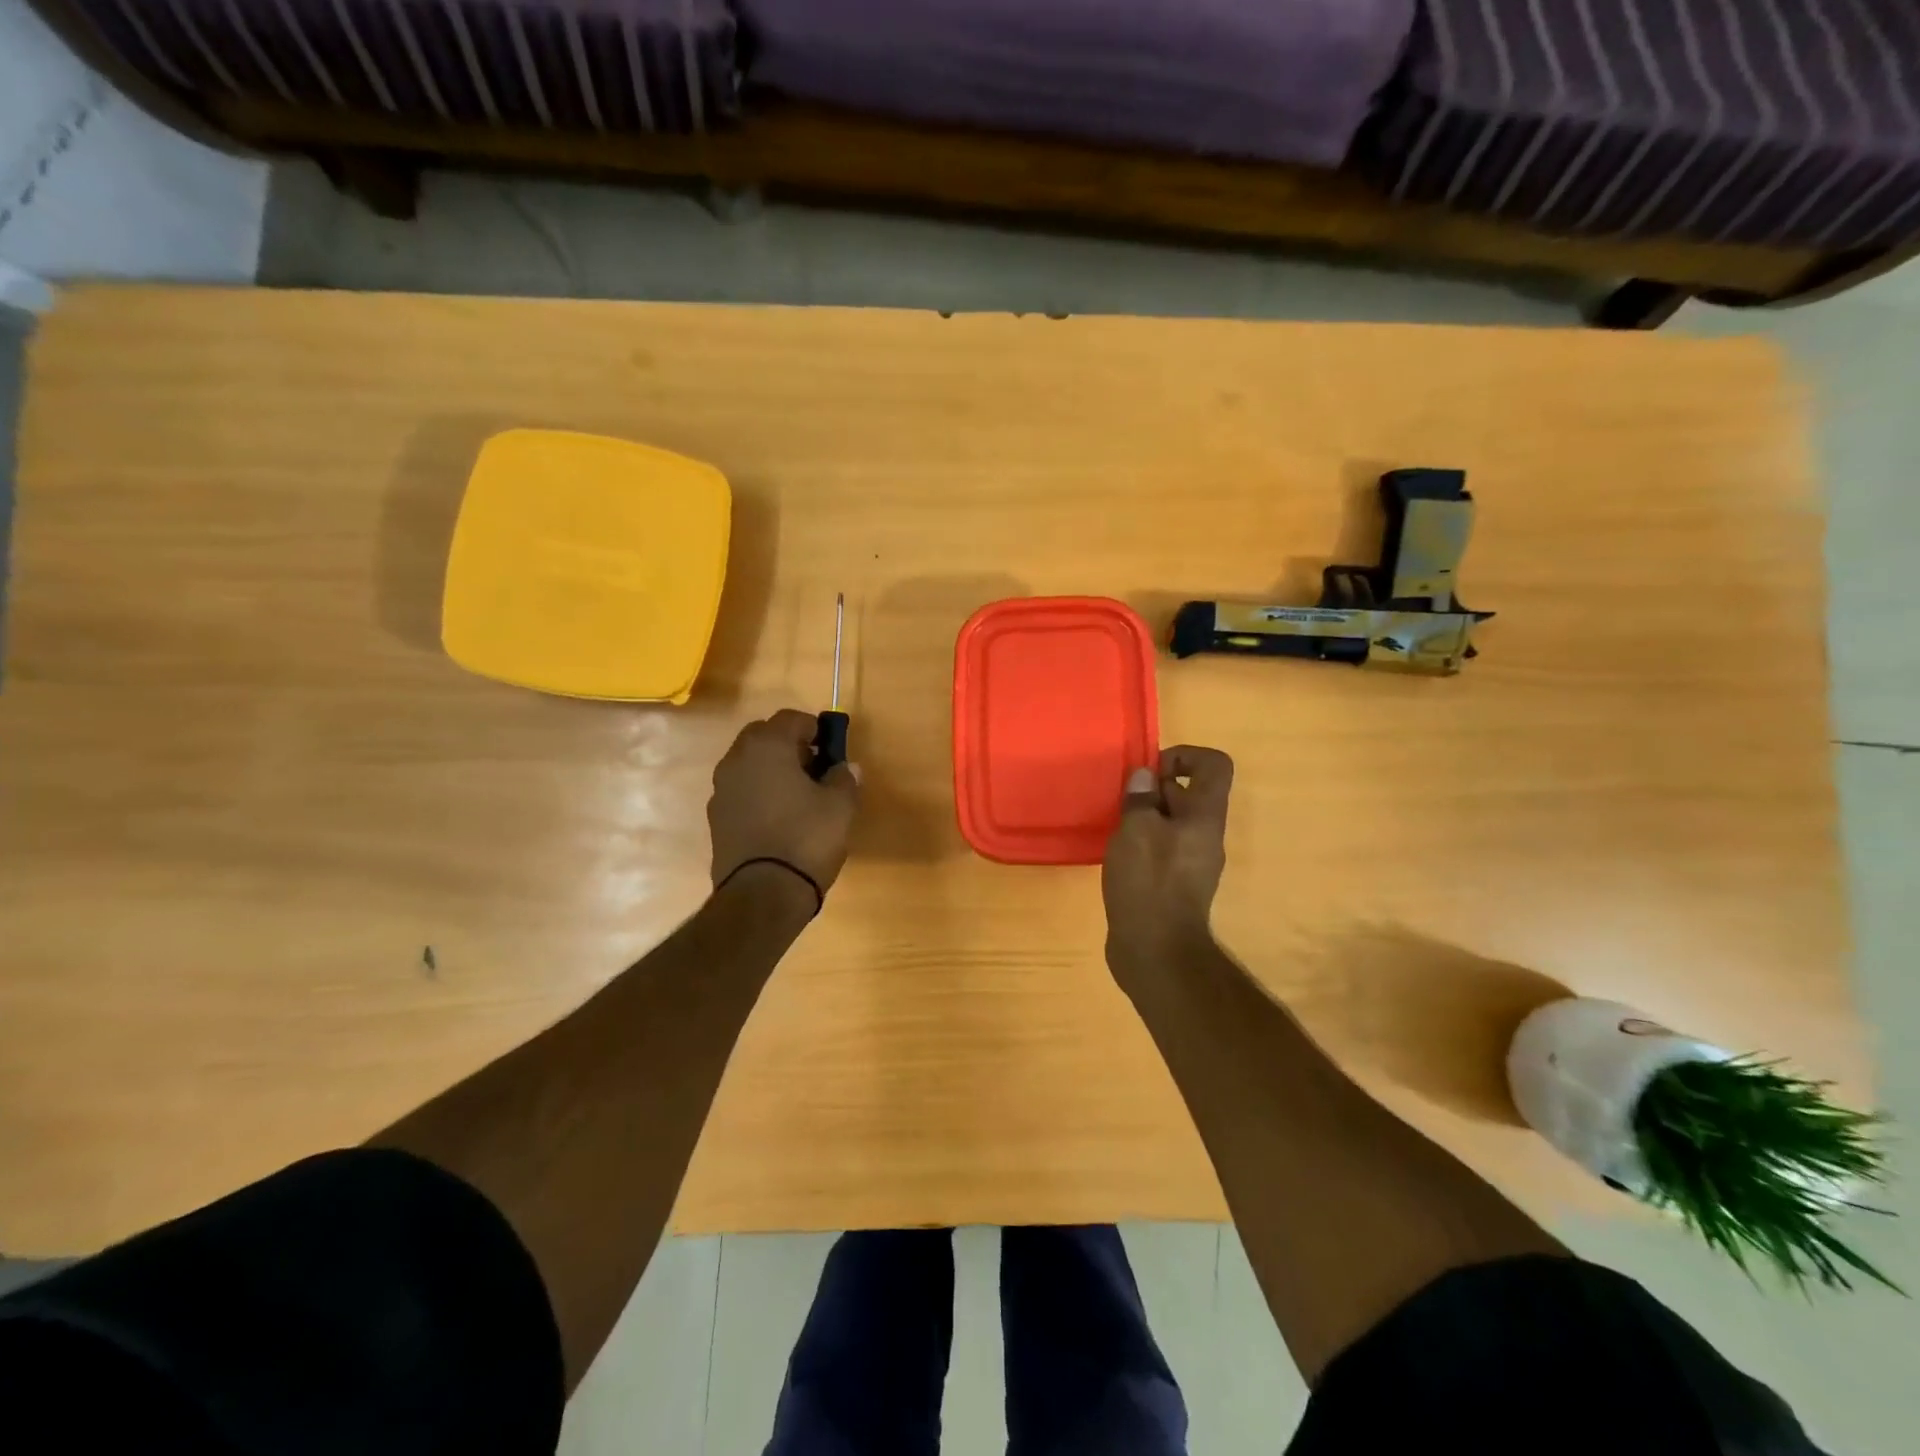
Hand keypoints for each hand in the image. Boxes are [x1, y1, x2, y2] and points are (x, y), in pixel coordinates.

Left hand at [709, 710, 860, 900]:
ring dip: (771, 770)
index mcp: (767, 746)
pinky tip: (779, 818)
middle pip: (763, 737)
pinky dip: (758, 794)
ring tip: (799, 796)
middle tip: (814, 767)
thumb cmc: (806, 838)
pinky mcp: (716, 819)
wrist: (763, 894)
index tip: (831, 748)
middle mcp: (736, 760)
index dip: (815, 729)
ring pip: (749, 764)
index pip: (791, 718)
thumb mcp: (840, 806)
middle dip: (788, 745)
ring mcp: (721, 790)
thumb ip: (844, 778)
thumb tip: (846, 767)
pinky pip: (741, 792)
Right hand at [1102, 745, 1233, 986]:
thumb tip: (1144, 776)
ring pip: (1172, 822)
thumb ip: (1140, 798)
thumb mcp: (1136, 830)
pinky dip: (1142, 844)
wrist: (1156, 952)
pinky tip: (1117, 857)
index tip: (1150, 773)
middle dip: (1154, 789)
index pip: (1214, 765)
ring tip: (1115, 828)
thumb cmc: (1149, 882)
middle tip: (1123, 802)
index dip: (1183, 756)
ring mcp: (1192, 863)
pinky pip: (1163, 849)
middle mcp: (1205, 836)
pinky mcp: (1175, 885)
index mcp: (1205, 816)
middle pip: (1189, 793)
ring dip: (1144, 818)